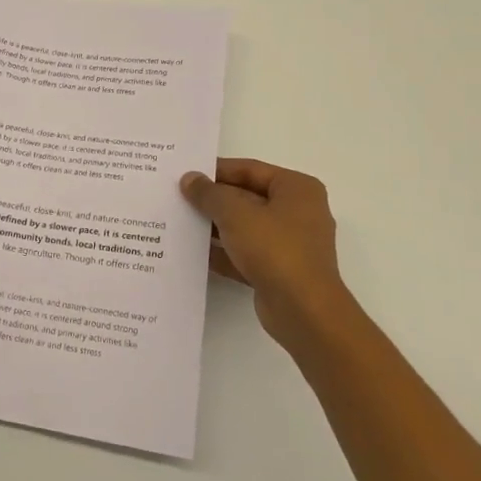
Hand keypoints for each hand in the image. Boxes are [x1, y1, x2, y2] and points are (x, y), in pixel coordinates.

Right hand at [180, 159, 350, 348]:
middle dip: (214, 200)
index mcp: (297, 189)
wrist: (303, 311)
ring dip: (215, 226)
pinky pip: (245, 254)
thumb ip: (209, 194)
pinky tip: (193, 253)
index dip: (216, 170)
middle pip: (247, 198)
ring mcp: (290, 244)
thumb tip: (189, 179)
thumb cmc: (274, 249)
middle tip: (178, 198)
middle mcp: (298, 212)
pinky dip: (223, 252)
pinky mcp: (279, 271)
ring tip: (179, 222)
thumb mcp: (235, 213)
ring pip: (245, 227)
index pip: (250, 169)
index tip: (186, 174)